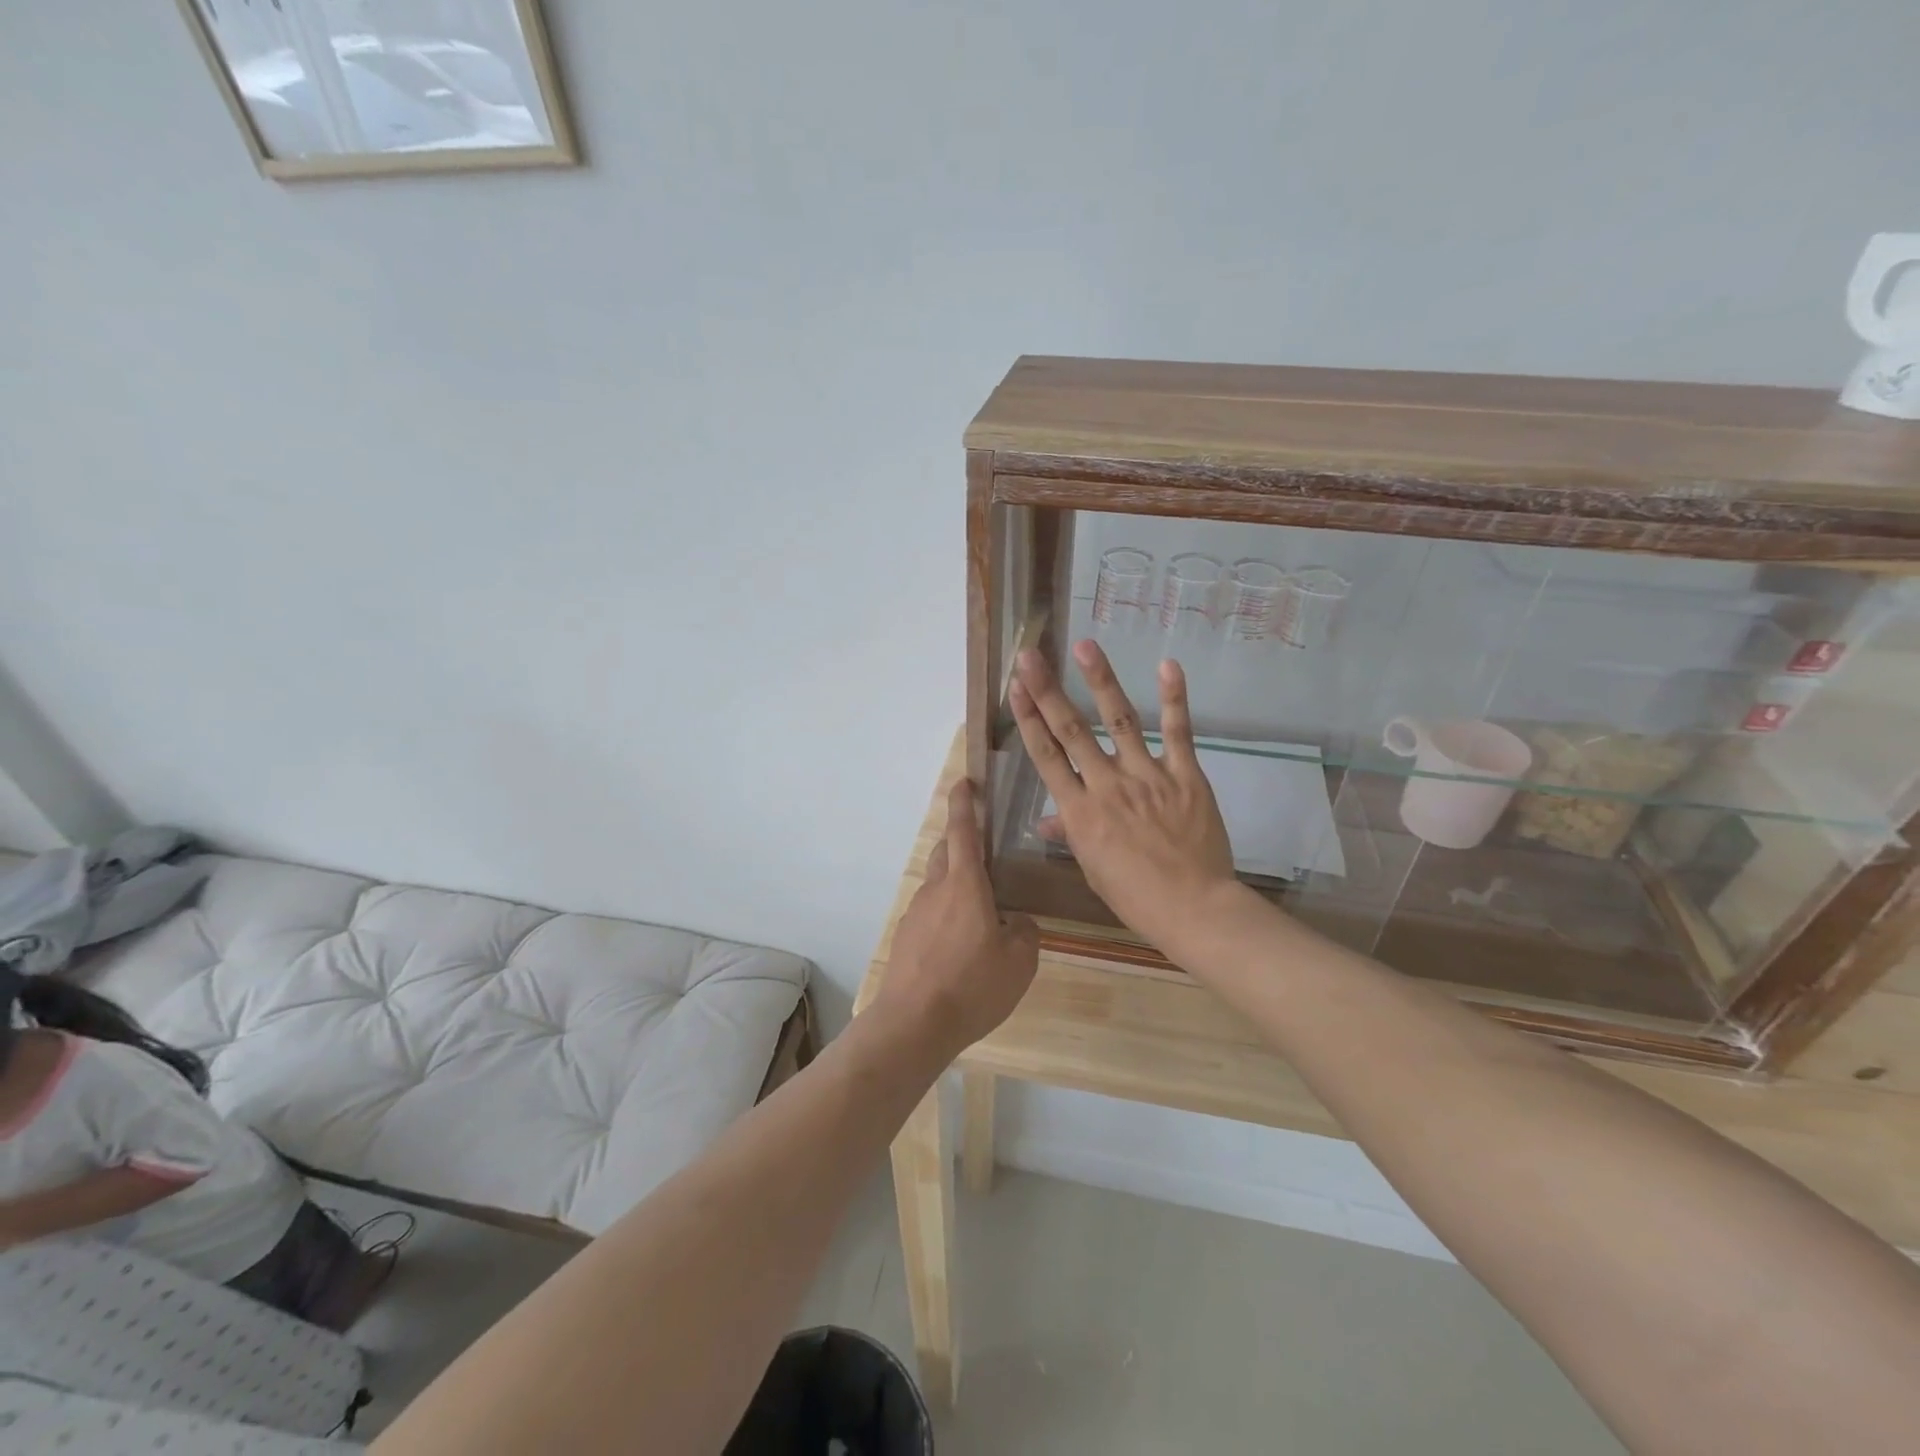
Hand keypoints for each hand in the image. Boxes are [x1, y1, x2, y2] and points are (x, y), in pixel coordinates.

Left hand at [876, 779, 1039, 1057]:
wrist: (914, 1023)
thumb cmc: (973, 985)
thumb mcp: (1020, 961)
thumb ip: (1024, 931)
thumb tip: (1015, 921)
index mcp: (965, 884)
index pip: (963, 830)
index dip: (964, 803)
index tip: (965, 782)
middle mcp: (936, 890)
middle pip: (945, 852)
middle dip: (960, 843)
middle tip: (985, 856)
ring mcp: (916, 913)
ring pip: (937, 885)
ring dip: (956, 886)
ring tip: (981, 916)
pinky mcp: (906, 938)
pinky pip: (930, 913)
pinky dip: (946, 915)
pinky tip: (961, 947)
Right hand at [1010, 641, 1241, 956]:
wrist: (1193, 908)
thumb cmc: (1135, 896)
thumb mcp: (1092, 868)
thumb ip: (1070, 834)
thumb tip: (1044, 820)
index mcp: (1080, 812)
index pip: (1046, 756)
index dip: (1028, 719)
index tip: (1015, 688)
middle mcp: (1107, 785)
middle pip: (1071, 730)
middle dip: (1047, 691)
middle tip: (1030, 655)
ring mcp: (1148, 776)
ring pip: (1119, 721)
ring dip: (1100, 681)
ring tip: (1084, 646)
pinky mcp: (1185, 775)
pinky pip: (1177, 733)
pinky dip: (1174, 699)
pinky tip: (1167, 665)